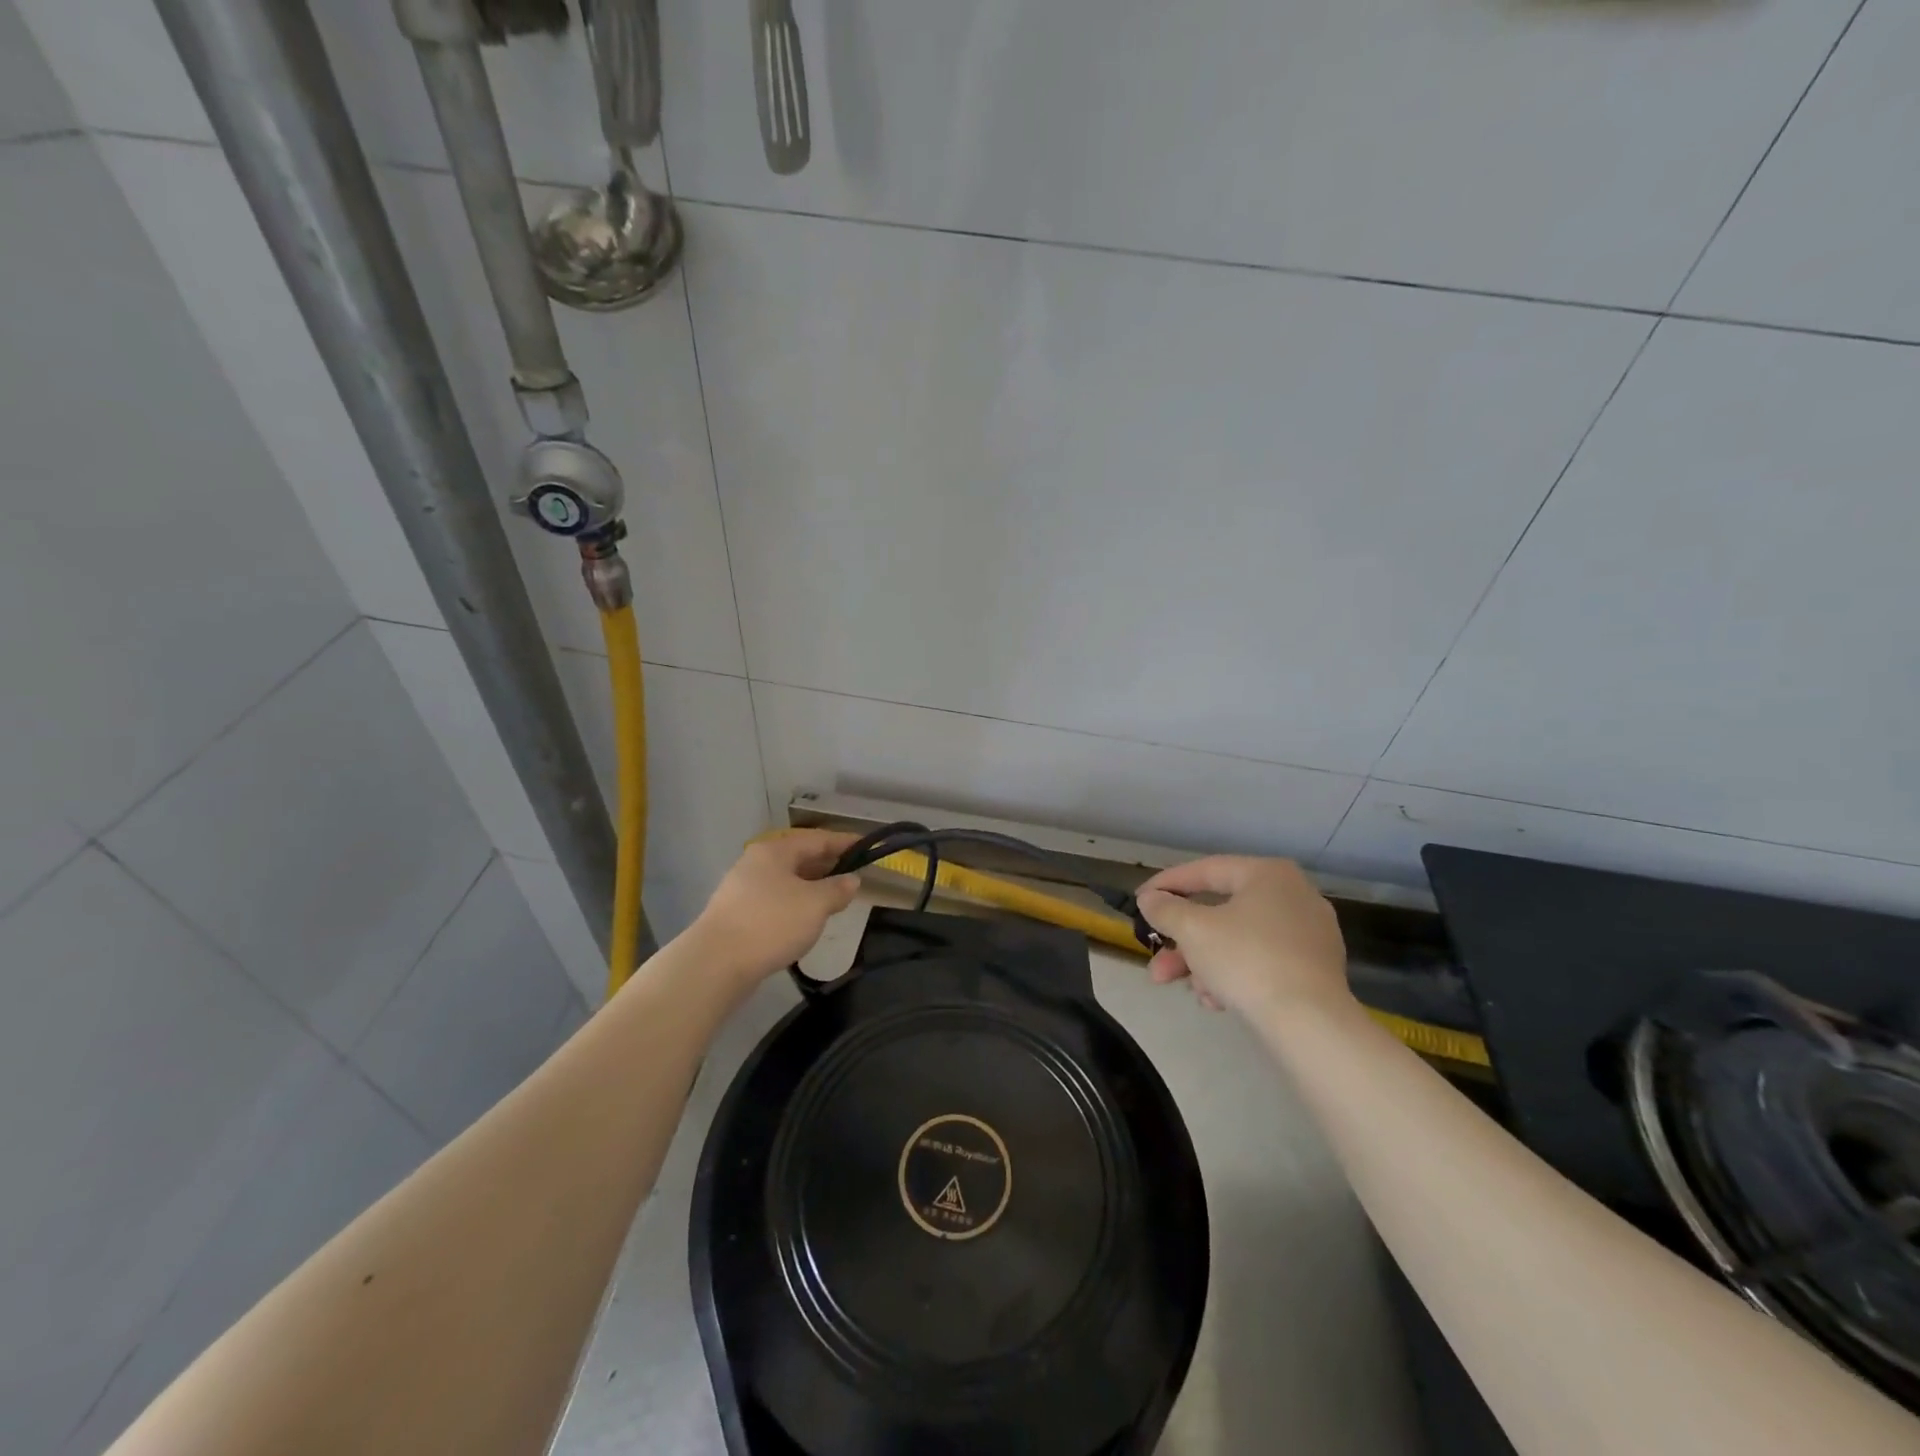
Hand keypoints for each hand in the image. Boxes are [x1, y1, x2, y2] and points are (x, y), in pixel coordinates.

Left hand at [691, 831, 861, 984]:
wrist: (716, 964)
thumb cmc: (771, 923)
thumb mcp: (815, 904)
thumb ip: (837, 889)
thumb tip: (851, 880)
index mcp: (774, 851)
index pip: (817, 839)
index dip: (844, 843)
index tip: (867, 847)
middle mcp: (756, 863)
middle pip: (799, 858)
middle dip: (827, 865)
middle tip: (853, 874)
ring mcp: (742, 889)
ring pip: (786, 880)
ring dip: (811, 886)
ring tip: (833, 899)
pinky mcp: (736, 914)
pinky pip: (774, 900)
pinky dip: (794, 904)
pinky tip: (804, 919)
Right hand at [1134, 856, 1350, 1019]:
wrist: (1311, 1024)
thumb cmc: (1247, 960)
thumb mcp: (1193, 930)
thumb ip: (1165, 909)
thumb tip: (1149, 899)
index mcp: (1268, 874)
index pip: (1206, 870)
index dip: (1167, 884)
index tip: (1140, 901)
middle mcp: (1294, 896)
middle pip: (1221, 911)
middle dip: (1182, 941)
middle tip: (1155, 960)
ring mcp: (1309, 935)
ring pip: (1238, 940)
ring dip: (1203, 963)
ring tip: (1187, 990)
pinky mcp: (1314, 970)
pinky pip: (1261, 962)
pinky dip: (1233, 975)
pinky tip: (1216, 1002)